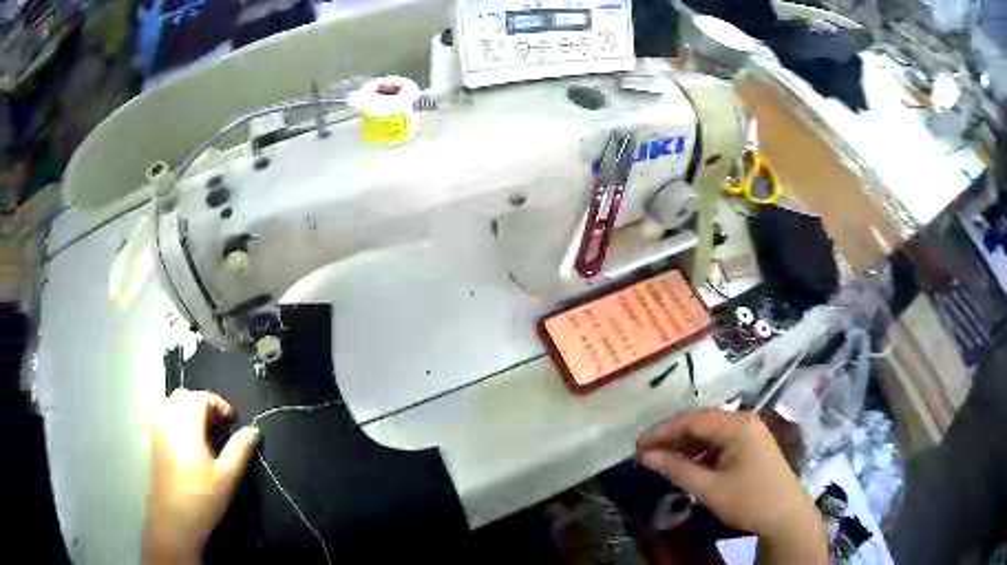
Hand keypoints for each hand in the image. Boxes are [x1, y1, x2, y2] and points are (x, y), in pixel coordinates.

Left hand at [143, 389, 259, 564]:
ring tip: (204, 432)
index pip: (202, 397)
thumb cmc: (203, 497)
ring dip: (189, 410)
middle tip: (220, 426)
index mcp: (187, 423)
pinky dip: (177, 418)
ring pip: (172, 403)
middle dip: (204, 404)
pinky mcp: (153, 440)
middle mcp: (168, 419)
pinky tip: (188, 440)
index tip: (233, 422)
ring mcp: (158, 429)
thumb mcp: (228, 476)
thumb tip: (253, 431)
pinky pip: (164, 415)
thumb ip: (240, 450)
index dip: (220, 404)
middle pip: (185, 396)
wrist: (174, 518)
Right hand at [638, 410, 827, 563]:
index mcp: (737, 425)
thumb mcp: (709, 488)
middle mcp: (745, 420)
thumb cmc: (748, 500)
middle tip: (646, 452)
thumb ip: (677, 469)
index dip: (663, 431)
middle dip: (673, 437)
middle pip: (702, 422)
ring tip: (663, 459)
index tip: (638, 445)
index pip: (692, 420)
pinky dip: (702, 452)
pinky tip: (689, 465)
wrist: (785, 516)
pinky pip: (722, 442)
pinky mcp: (753, 445)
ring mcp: (751, 432)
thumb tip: (646, 456)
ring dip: (687, 445)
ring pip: (711, 432)